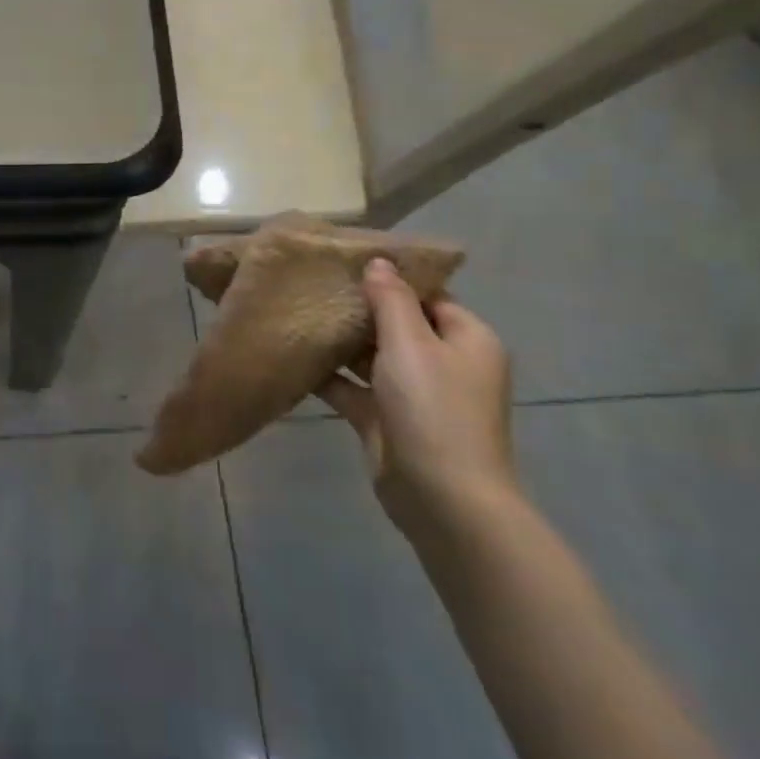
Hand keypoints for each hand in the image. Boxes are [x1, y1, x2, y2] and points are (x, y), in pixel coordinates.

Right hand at [319, 259, 517, 537]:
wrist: (441, 497)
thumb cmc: (434, 408)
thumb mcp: (411, 343)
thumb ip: (391, 299)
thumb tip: (379, 261)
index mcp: (466, 339)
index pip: (428, 295)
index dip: (391, 277)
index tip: (346, 261)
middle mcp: (444, 363)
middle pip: (397, 324)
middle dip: (359, 307)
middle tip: (313, 283)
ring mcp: (414, 394)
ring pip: (372, 355)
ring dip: (340, 340)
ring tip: (296, 311)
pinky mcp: (385, 419)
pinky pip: (353, 387)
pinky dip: (329, 374)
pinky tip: (294, 354)